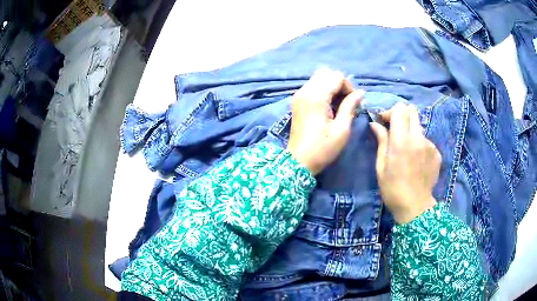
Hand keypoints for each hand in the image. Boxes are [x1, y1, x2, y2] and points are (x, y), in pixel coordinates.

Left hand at [287, 68, 363, 174]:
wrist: (298, 161)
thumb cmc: (322, 149)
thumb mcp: (341, 130)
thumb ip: (350, 107)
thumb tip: (360, 92)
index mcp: (316, 97)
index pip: (336, 76)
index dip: (349, 87)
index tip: (353, 103)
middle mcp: (305, 91)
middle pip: (326, 73)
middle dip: (339, 83)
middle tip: (346, 101)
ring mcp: (298, 95)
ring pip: (318, 78)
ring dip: (331, 86)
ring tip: (338, 104)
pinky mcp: (296, 100)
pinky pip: (312, 86)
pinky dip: (323, 90)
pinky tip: (328, 106)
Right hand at [370, 103, 440, 223]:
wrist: (415, 207)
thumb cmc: (393, 189)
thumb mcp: (381, 166)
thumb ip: (381, 141)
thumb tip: (375, 124)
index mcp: (402, 141)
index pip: (400, 109)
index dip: (390, 112)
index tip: (384, 122)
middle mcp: (418, 138)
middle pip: (412, 111)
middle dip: (402, 115)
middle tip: (395, 129)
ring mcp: (430, 145)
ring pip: (419, 126)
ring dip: (411, 131)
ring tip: (406, 150)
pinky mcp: (437, 153)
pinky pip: (426, 140)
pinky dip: (419, 145)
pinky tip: (416, 160)